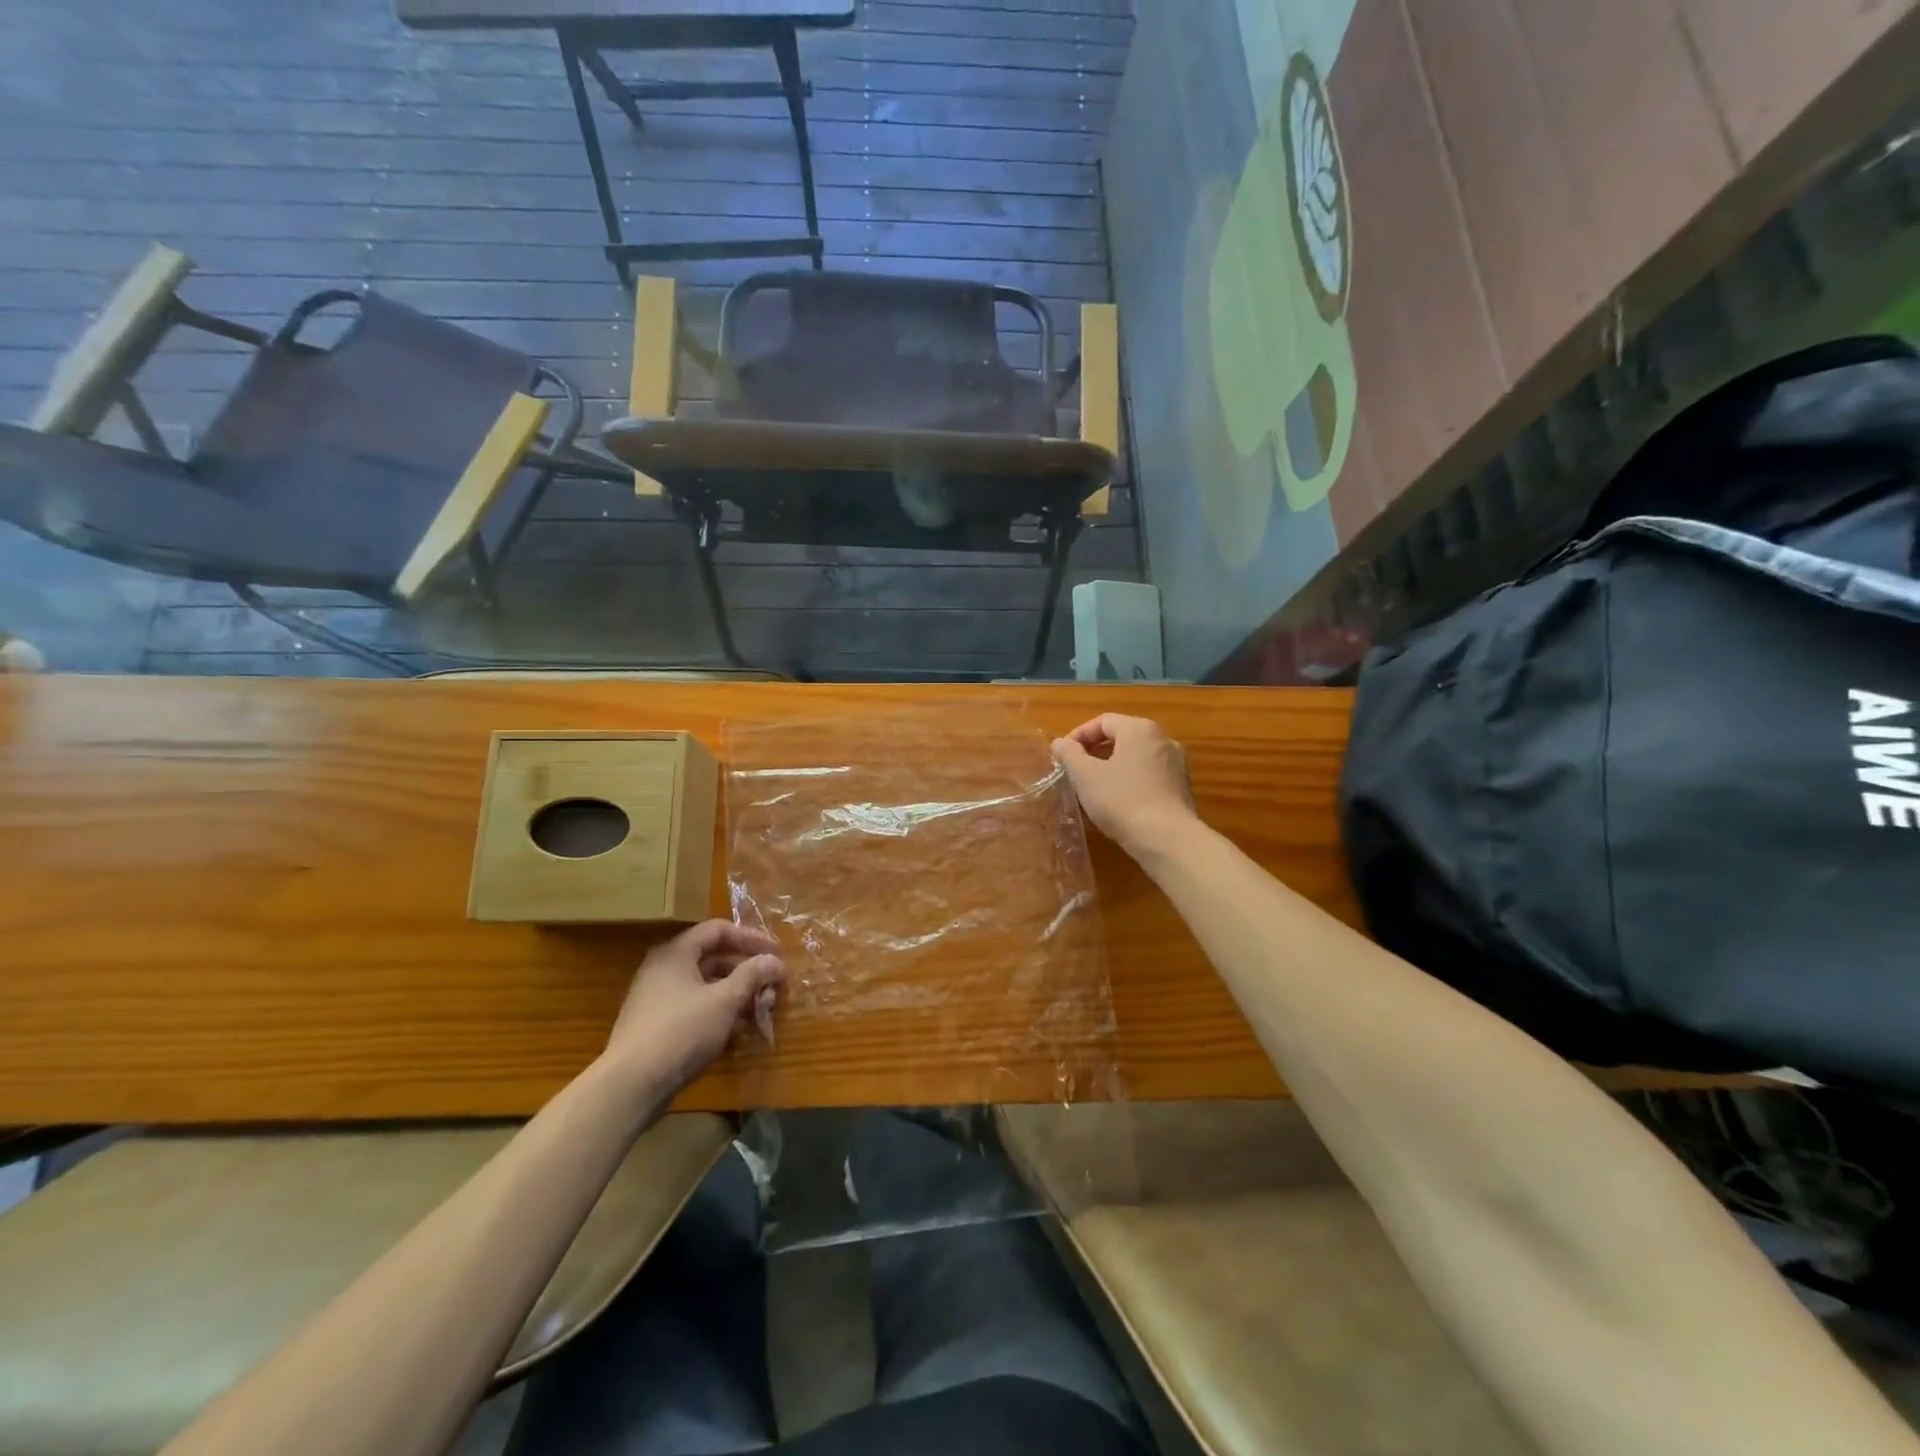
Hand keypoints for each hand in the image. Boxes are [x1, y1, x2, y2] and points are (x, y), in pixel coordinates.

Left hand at [603, 920, 784, 1100]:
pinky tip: (737, 1030)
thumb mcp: (724, 1000)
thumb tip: (775, 961)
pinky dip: (718, 1012)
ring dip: (735, 993)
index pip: (717, 930)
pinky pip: (695, 1008)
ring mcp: (657, 999)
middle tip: (772, 984)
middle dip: (746, 970)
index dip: (750, 938)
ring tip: (760, 1008)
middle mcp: (663, 970)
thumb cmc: (681, 1032)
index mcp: (675, 953)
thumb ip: (752, 975)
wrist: (631, 1086)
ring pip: (705, 986)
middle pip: (712, 958)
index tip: (776, 953)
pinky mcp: (656, 1027)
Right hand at [1051, 714, 1199, 857]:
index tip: (1063, 755)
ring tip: (1094, 787)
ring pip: (1136, 757)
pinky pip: (1150, 775)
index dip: (1078, 735)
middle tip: (1076, 771)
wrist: (1167, 839)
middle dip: (1095, 751)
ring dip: (1113, 766)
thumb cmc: (1121, 800)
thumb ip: (1069, 754)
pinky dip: (1131, 780)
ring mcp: (1176, 763)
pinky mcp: (1182, 787)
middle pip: (1122, 737)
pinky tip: (1119, 802)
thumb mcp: (1085, 776)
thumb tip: (1060, 743)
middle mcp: (1162, 739)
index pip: (1103, 722)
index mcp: (1139, 729)